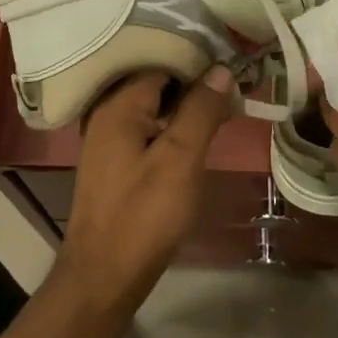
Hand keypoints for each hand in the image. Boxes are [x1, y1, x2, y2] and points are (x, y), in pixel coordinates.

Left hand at [58, 65, 232, 314]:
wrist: (103, 277)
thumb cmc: (143, 216)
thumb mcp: (180, 160)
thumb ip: (200, 110)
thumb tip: (221, 69)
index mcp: (117, 103)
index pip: (161, 60)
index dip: (198, 60)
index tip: (233, 63)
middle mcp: (106, 111)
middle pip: (155, 79)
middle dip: (193, 79)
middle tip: (234, 83)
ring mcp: (107, 137)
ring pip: (152, 103)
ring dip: (184, 102)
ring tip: (223, 102)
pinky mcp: (114, 159)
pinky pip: (145, 124)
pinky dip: (170, 121)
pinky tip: (195, 130)